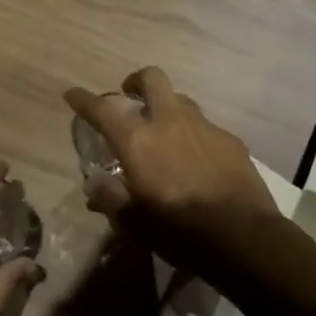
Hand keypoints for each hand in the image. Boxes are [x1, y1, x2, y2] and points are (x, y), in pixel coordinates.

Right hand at [64, 67, 281, 266]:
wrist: (243, 236)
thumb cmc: (179, 231)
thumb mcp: (135, 223)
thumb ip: (112, 199)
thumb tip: (95, 187)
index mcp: (138, 142)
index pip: (102, 110)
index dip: (84, 100)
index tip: (73, 94)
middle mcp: (169, 122)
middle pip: (152, 79)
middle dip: (137, 81)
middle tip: (130, 96)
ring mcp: (204, 127)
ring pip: (181, 100)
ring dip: (167, 107)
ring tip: (165, 131)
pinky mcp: (230, 139)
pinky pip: (205, 127)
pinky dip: (193, 135)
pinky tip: (197, 159)